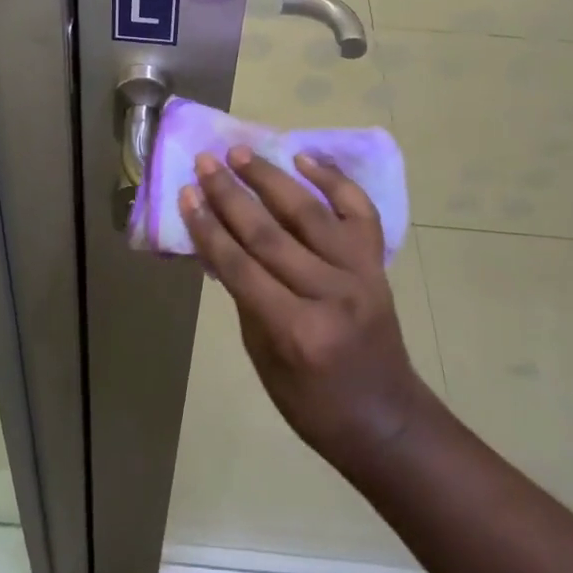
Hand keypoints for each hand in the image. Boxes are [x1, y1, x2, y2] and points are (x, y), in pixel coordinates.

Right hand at [180, 147, 433, 475]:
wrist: (387, 420)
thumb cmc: (314, 403)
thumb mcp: (263, 360)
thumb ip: (244, 297)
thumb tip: (220, 242)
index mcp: (296, 331)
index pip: (240, 267)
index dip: (208, 228)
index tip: (186, 193)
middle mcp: (330, 294)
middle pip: (269, 233)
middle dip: (230, 194)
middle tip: (205, 162)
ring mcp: (359, 273)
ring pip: (308, 212)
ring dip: (270, 177)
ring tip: (240, 153)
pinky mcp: (378, 263)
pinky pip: (358, 210)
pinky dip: (333, 179)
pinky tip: (304, 158)